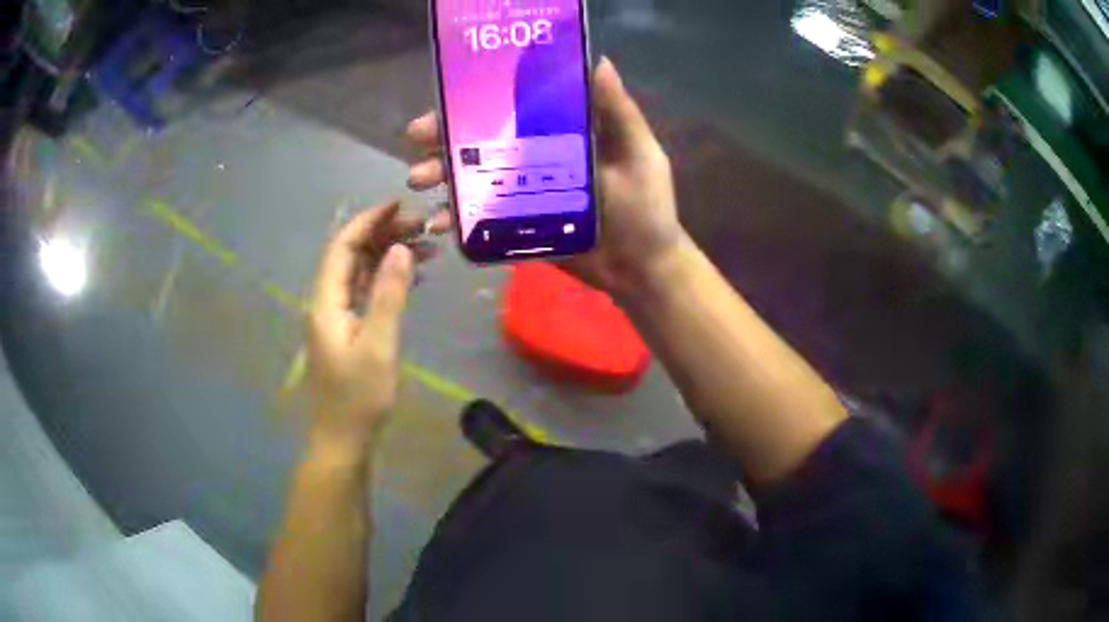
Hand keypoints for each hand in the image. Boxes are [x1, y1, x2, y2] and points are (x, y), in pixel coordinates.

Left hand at [306, 202, 446, 455]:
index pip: (342, 246)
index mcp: (326, 301)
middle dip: (382, 235)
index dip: (368, 221)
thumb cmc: (359, 396)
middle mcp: (326, 301)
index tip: (399, 204)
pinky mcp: (347, 330)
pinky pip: (364, 292)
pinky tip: (412, 276)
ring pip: (359, 273)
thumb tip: (401, 248)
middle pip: (350, 255)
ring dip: (387, 255)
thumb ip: (388, 294)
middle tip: (421, 225)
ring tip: (425, 246)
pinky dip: (386, 279)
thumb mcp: (378, 344)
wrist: (343, 439)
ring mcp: (336, 317)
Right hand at [406, 57, 684, 299]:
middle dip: (446, 140)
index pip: (513, 111)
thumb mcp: (639, 155)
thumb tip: (601, 61)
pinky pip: (482, 219)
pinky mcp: (519, 228)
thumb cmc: (646, 210)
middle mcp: (537, 159)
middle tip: (416, 142)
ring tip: (418, 182)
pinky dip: (458, 219)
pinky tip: (439, 223)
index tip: (446, 101)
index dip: (479, 103)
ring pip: (475, 179)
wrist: (641, 270)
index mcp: (562, 135)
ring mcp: (524, 195)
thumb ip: (620, 114)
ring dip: (442, 176)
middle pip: (484, 143)